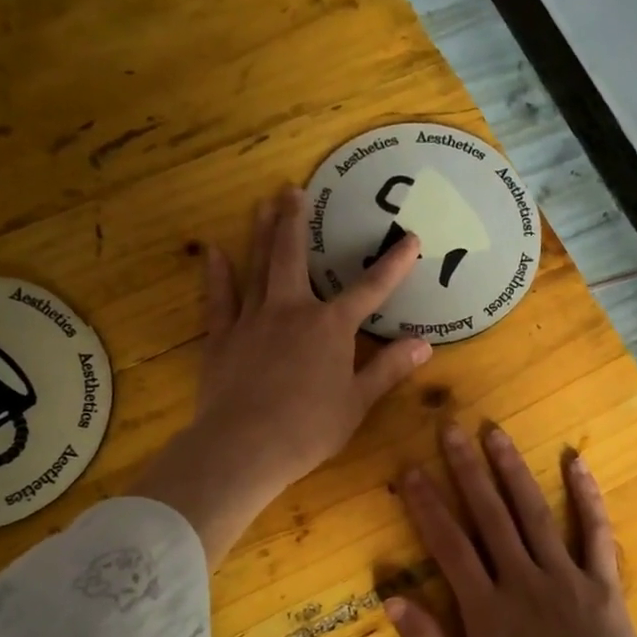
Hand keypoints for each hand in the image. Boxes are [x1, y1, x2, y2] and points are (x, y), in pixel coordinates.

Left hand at [131, 185, 429, 564]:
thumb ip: (389, 369)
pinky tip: (212, 251)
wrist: (244, 446)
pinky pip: (218, 299)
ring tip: (261, 204)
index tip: (411, 239)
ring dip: (260, 234)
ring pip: (257, 267)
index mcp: (330, 328)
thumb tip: (424, 344)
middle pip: (294, 257)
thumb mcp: (358, 403)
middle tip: (292, 189)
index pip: (369, 290)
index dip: (393, 265)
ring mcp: (252, 320)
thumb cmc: (309, 429)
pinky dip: (216, 274)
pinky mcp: (221, 338)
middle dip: (296, 222)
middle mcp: (291, 311)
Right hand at [388, 423, 636, 636]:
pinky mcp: (603, 586)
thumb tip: (391, 597)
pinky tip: (576, 462)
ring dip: (513, 471)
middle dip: (466, 470)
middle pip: (489, 515)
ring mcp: (567, 579)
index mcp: (485, 609)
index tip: (411, 470)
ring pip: (535, 513)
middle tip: (450, 427)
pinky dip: (587, 496)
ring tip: (496, 433)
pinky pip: (597, 533)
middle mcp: (523, 581)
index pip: (448, 545)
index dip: (426, 505)